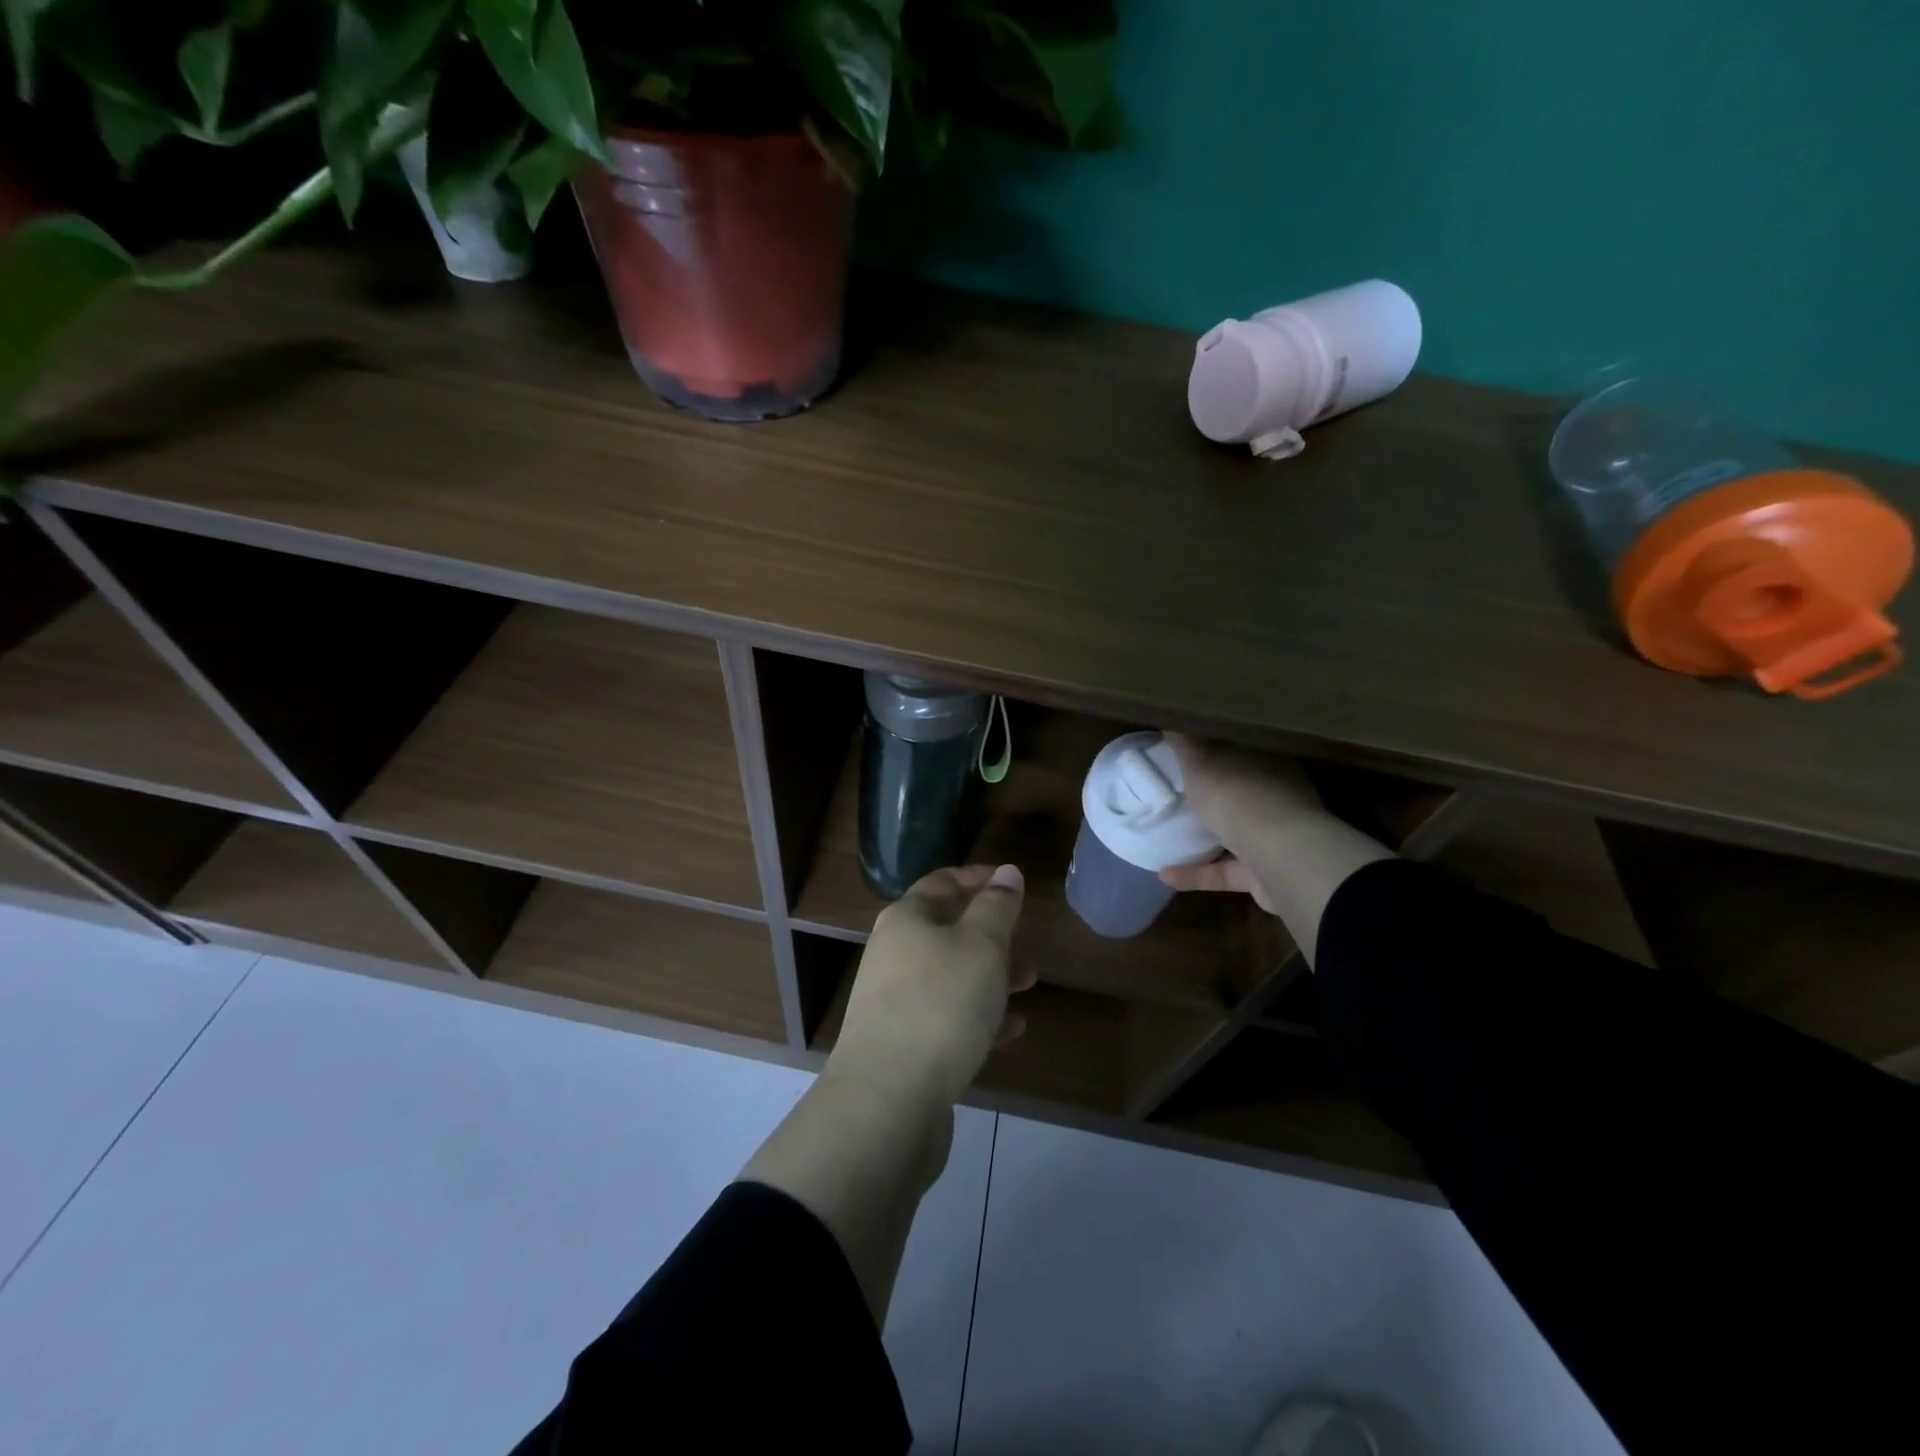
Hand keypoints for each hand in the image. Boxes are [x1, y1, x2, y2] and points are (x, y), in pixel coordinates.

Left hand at [829, 864, 1034, 1109]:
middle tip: (1026, 937)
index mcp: (906, 919)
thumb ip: (997, 906)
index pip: (942, 881)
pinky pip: (948, 1019)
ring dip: (991, 975)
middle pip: (947, 929)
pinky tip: (1012, 1029)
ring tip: (1030, 982)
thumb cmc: (941, 1004)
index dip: (977, 877)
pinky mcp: (904, 1044)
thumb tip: (1006, 871)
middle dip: (990, 933)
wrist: (888, 1099)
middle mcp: (894, 953)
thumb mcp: (981, 945)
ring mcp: (895, 1001)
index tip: (1010, 881)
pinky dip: (979, 1017)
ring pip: (952, 975)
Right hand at [1159, 733, 1324, 914]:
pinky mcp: (1268, 874)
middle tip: (1180, 792)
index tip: (1192, 750)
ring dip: (1206, 838)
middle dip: (1216, 794)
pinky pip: (1226, 871)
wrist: (1279, 856)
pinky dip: (1197, 874)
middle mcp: (1280, 798)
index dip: (1219, 749)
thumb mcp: (1200, 761)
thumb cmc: (1238, 795)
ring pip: (1239, 834)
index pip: (1245, 750)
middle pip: (1243, 791)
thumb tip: (1173, 717)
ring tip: (1170, 836)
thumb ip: (1186, 742)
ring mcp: (1279, 839)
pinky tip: (1165, 875)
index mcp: (1271, 763)